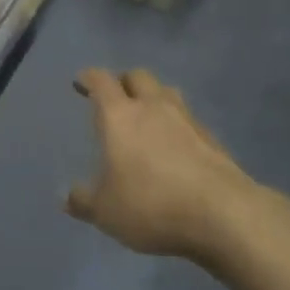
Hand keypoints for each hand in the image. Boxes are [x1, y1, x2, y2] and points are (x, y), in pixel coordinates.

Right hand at [65, 68, 252, 260]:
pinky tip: (175, 146)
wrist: (223, 213)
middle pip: (137, 76)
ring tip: (147, 116)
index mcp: (120, 116)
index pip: (101, 81)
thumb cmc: (151, 205)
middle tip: (116, 97)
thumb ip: (84, 201)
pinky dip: (177, 124)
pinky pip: (188, 119)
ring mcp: (186, 119)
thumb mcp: (106, 212)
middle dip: (123, 82)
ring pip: (166, 92)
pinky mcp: (212, 138)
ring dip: (153, 97)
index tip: (81, 82)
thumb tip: (66, 196)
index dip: (89, 78)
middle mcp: (152, 107)